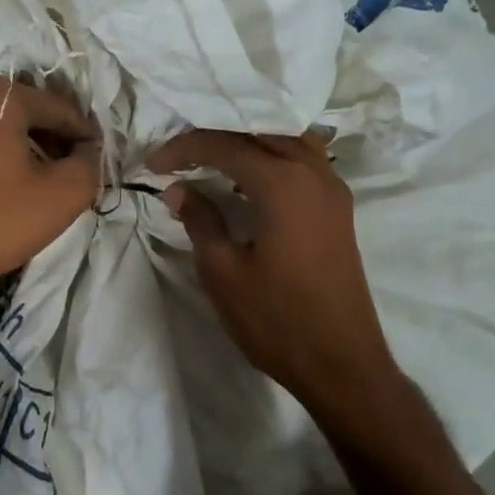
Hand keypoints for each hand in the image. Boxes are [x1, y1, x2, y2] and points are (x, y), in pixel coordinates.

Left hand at [0, 78, 98, 333]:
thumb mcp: (65, 194)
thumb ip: (90, 163)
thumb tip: (89, 152)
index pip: (58, 108)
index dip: (84, 135)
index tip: (98, 160)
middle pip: (25, 113)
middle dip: (53, 139)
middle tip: (72, 171)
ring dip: (22, 148)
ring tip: (40, 182)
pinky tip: (2, 189)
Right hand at [149, 130, 405, 408]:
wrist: (341, 364)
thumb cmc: (276, 319)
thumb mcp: (223, 271)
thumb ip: (200, 220)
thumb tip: (178, 190)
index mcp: (282, 183)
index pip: (225, 145)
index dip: (184, 148)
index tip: (153, 166)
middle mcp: (313, 173)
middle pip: (259, 131)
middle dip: (215, 135)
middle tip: (179, 155)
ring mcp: (332, 189)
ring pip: (287, 139)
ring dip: (248, 141)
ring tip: (211, 157)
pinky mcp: (338, 208)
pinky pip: (303, 160)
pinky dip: (272, 155)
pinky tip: (248, 178)